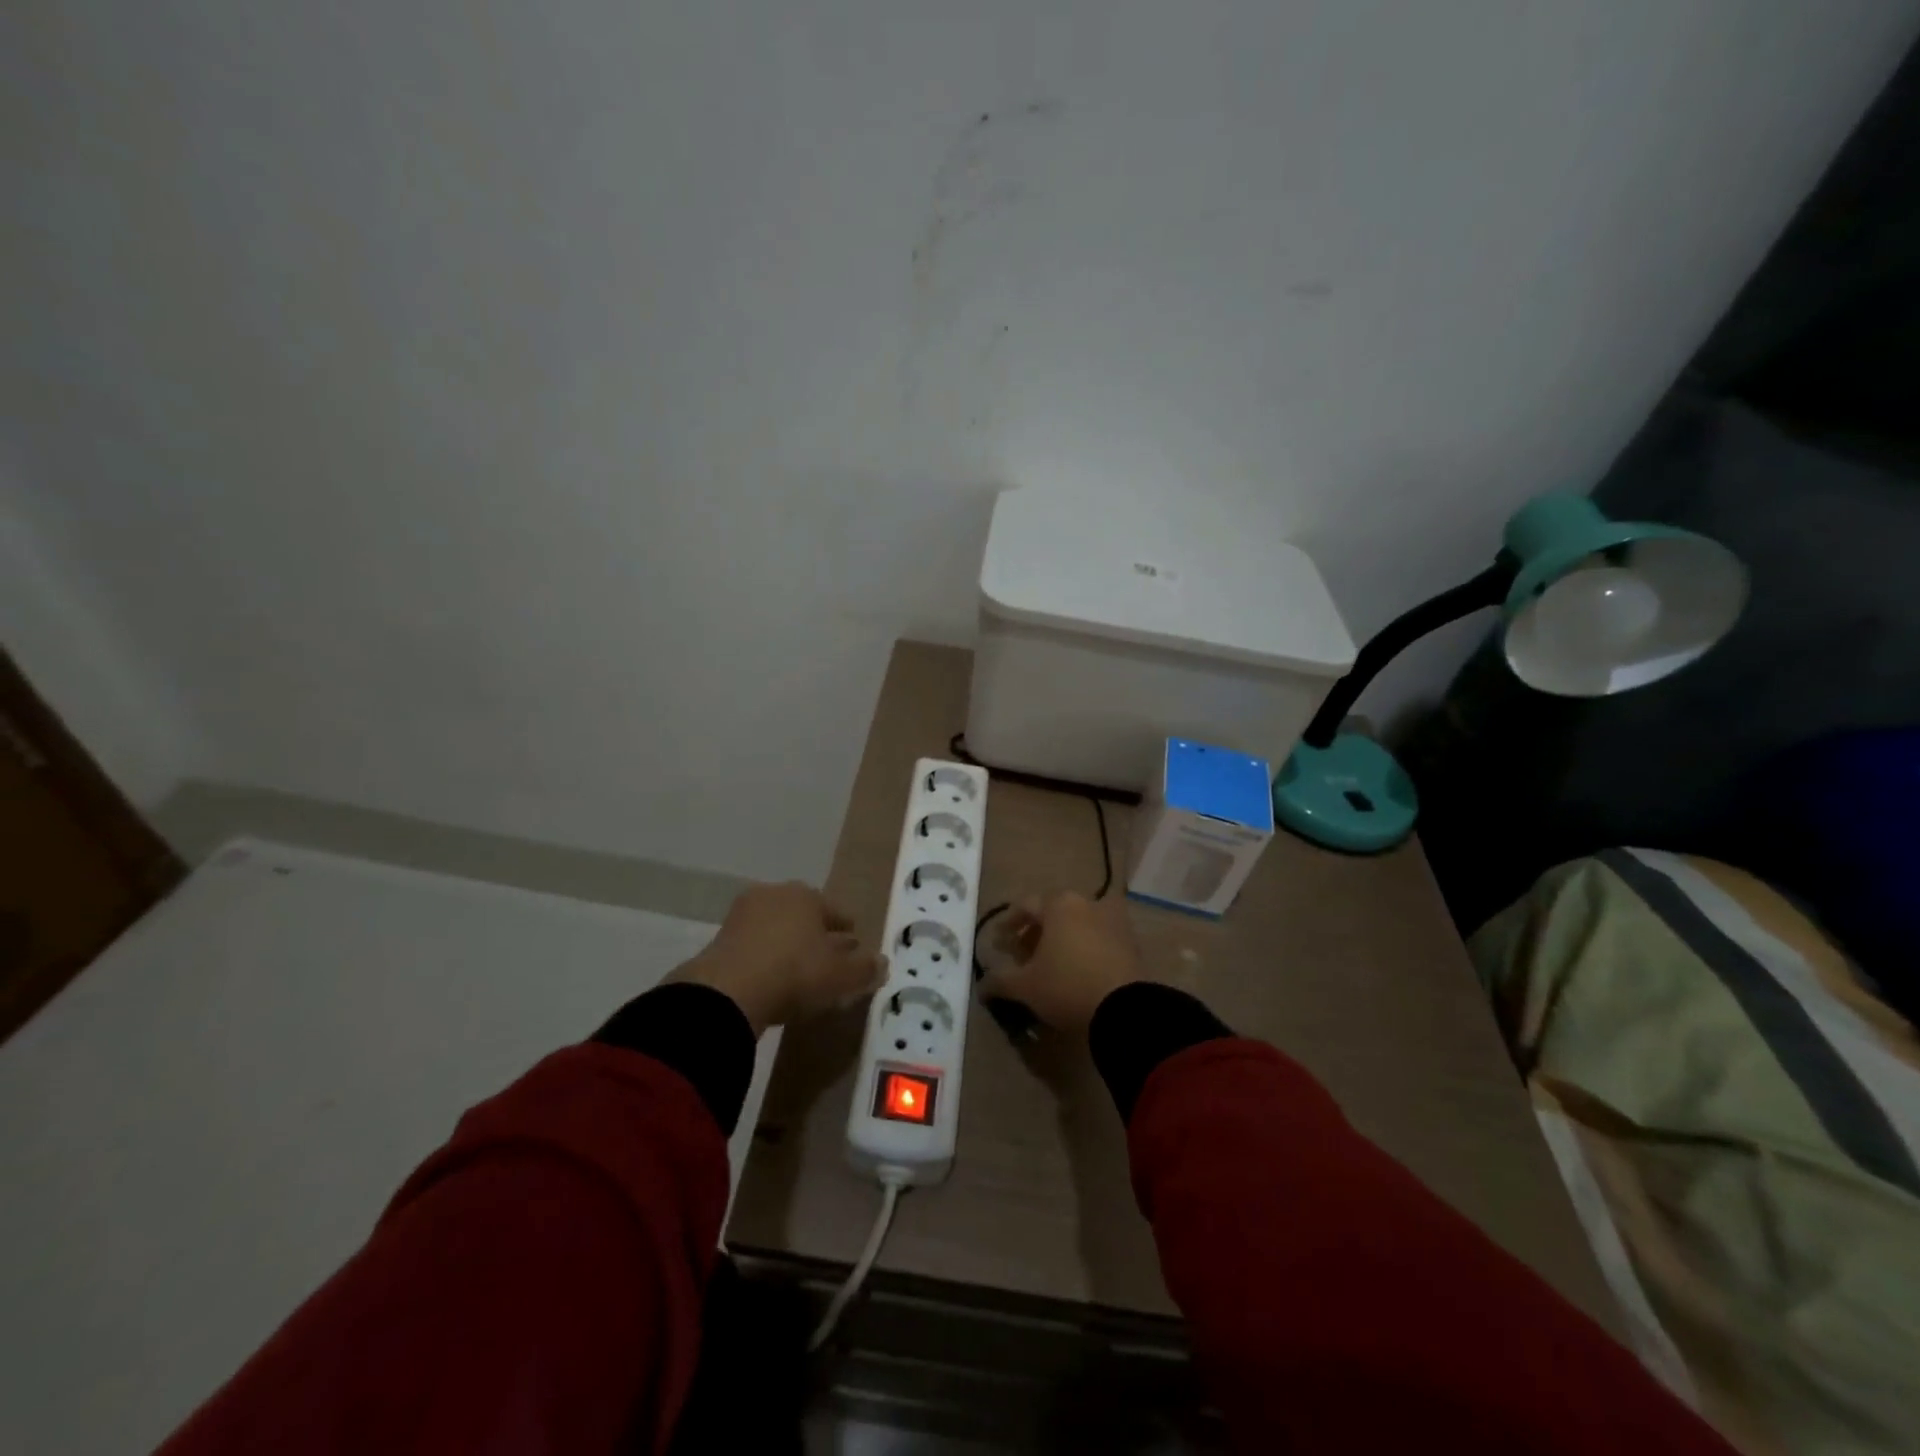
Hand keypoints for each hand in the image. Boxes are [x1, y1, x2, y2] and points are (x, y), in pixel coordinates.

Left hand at [675, 882, 882, 1035]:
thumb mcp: (840, 975)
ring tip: (800, 972)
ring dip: (789, 946)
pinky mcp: (721, 938)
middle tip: (828, 959)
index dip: (847, 930)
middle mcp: (775, 895)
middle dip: (817, 935)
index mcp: (807, 895)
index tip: (854, 947)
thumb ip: (865, 969)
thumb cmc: (795, 972)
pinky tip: (772, 979)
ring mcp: (744, 915)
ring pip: (778, 929)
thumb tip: (883, 962)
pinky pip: (755, 946)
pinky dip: (766, 958)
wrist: (729, 991)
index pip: (835, 911)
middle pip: (804, 916)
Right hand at [978, 891, 1142, 1033]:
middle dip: (1034, 931)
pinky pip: (1097, 937)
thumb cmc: (1067, 986)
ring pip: (1077, 923)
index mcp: (1059, 905)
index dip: (1008, 923)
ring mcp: (1112, 920)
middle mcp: (1086, 903)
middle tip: (1022, 954)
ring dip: (1060, 939)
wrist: (1126, 1009)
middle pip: (1053, 912)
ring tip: (1049, 964)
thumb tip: (981, 985)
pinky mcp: (1130, 942)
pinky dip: (1082, 947)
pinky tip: (1076, 971)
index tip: (998, 942)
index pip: (1025, 905)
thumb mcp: (1025, 986)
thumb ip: (999, 981)